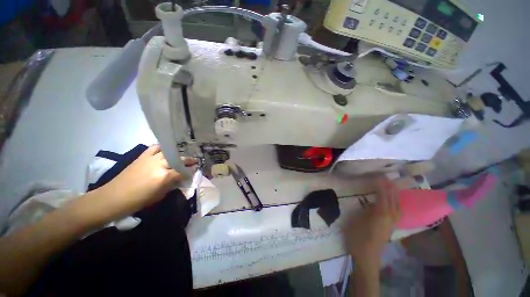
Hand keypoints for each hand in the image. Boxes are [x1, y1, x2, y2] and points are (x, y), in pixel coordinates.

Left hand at [95, 145, 196, 220]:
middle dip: (188, 160)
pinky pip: (155, 147)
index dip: (190, 171)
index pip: (183, 171)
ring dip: (177, 154)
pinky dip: (162, 148)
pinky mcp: (142, 156)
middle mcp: (160, 164)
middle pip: (179, 159)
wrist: (113, 197)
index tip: (195, 170)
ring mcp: (151, 158)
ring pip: (169, 152)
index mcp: (165, 177)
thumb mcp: (159, 196)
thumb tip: (180, 179)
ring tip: (181, 155)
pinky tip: (165, 151)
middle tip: (194, 161)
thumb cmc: (138, 201)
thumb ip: (172, 185)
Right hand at [344, 176, 400, 262]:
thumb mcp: (358, 219)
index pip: (383, 196)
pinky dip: (396, 204)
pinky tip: (393, 203)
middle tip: (387, 179)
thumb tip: (372, 203)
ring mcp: (392, 222)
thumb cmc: (358, 236)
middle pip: (393, 200)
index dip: (382, 185)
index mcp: (381, 213)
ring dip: (396, 196)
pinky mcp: (391, 227)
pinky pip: (397, 211)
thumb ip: (367, 209)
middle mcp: (390, 217)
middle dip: (391, 188)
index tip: (379, 176)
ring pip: (398, 206)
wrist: (366, 255)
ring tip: (392, 188)